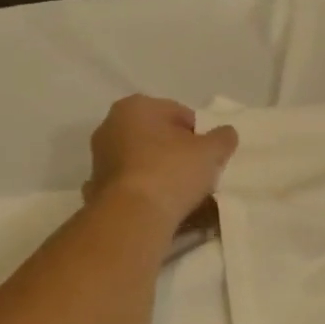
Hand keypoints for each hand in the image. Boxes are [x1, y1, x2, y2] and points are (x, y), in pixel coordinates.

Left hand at [85, 95, 238, 230]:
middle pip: (157, 135)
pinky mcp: (97, 187)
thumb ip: (222, 138)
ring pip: (142, 159)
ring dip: (160, 170)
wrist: (132, 216)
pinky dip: (144, 189)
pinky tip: (159, 204)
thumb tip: (227, 133)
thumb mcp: (210, 152)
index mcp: (136, 106)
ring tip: (181, 192)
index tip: (210, 155)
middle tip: (198, 173)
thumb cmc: (171, 172)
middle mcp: (111, 125)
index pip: (179, 113)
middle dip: (177, 151)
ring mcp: (100, 157)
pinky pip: (131, 183)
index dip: (200, 134)